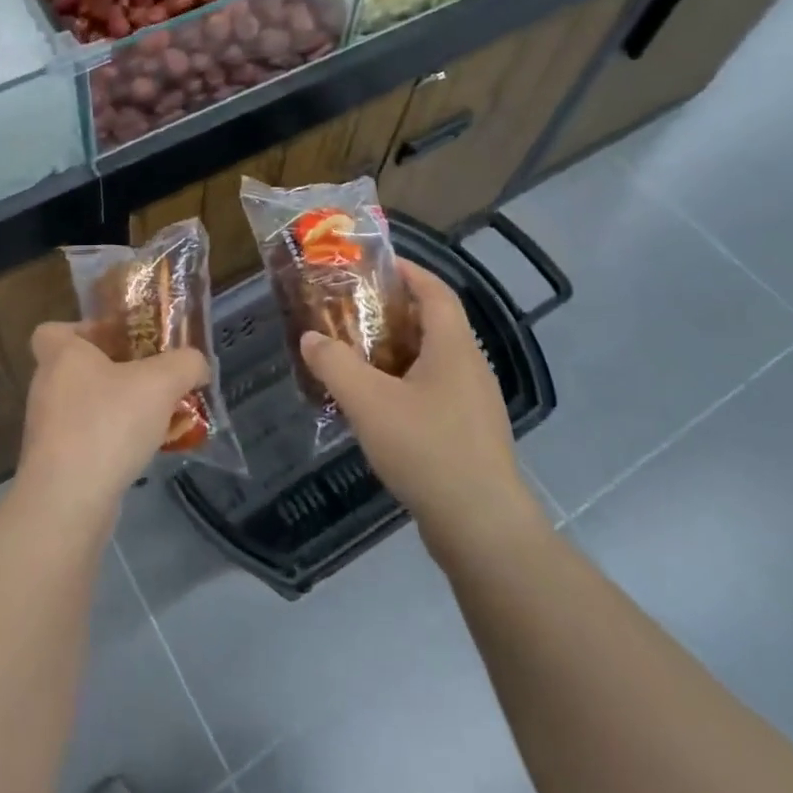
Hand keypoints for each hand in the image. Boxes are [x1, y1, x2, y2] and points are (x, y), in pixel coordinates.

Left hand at [16, 323, 209, 522]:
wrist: (68, 502)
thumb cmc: (108, 424)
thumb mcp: (161, 383)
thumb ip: (186, 364)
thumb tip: (197, 364)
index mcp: (61, 355)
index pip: (53, 329)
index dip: (83, 330)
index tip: (117, 340)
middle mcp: (47, 386)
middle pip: (78, 367)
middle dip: (116, 370)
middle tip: (152, 377)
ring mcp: (48, 427)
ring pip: (87, 405)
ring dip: (119, 408)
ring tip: (159, 416)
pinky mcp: (56, 463)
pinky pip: (89, 438)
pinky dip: (113, 440)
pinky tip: (146, 450)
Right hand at [300, 260, 546, 554]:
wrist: (481, 528)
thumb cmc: (427, 449)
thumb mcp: (369, 401)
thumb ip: (334, 364)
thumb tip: (310, 338)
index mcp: (454, 348)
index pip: (435, 291)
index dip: (408, 271)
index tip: (373, 264)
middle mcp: (469, 368)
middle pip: (432, 323)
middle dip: (391, 311)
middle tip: (349, 310)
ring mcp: (472, 404)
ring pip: (430, 360)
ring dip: (394, 350)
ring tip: (353, 353)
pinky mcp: (468, 434)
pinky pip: (432, 391)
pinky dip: (402, 382)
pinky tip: (374, 403)